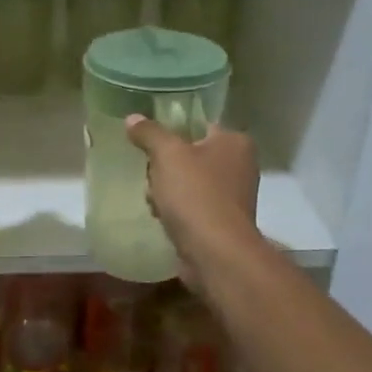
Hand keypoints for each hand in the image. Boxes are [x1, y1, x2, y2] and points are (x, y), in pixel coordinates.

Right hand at [125, 116, 259, 291]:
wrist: (214, 253)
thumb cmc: (195, 195)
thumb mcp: (167, 155)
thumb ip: (149, 133)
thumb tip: (132, 118)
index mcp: (234, 142)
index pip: (198, 125)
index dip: (171, 132)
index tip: (149, 143)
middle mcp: (239, 165)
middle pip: (190, 155)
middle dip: (164, 167)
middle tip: (150, 175)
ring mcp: (232, 196)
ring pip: (188, 183)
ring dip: (166, 190)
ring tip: (153, 200)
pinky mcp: (221, 222)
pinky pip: (191, 207)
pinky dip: (175, 211)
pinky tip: (162, 218)